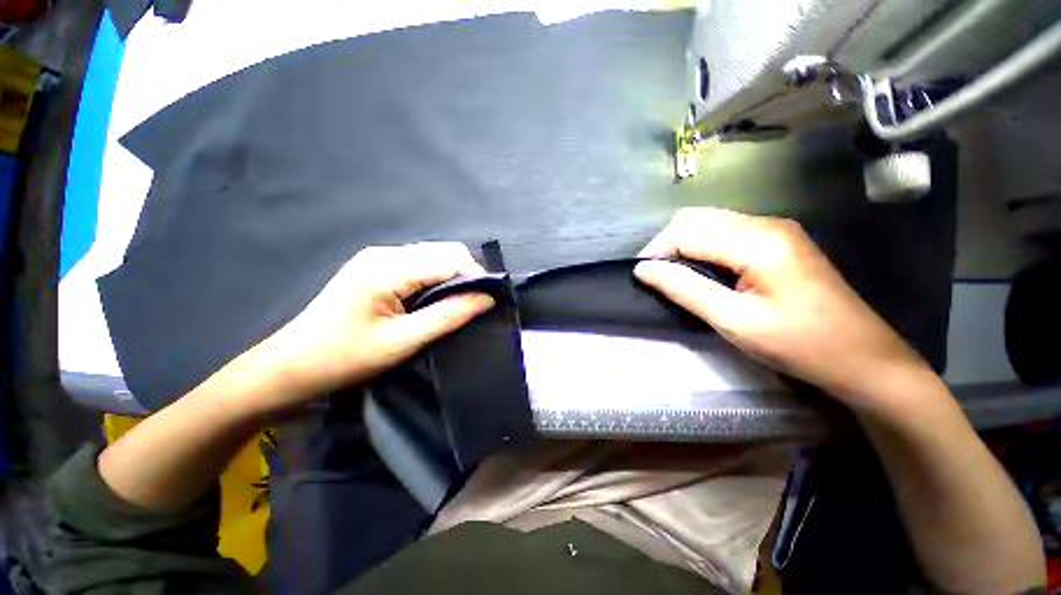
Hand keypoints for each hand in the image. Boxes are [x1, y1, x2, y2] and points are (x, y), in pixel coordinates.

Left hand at [243, 242, 494, 414]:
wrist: (291, 366)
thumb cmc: (344, 358)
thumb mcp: (402, 342)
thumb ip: (448, 316)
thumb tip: (487, 299)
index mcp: (388, 267)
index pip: (449, 258)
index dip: (475, 276)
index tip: (487, 302)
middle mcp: (385, 253)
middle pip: (443, 252)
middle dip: (466, 275)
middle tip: (474, 306)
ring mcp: (379, 258)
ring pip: (434, 257)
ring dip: (453, 278)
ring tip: (458, 305)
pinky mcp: (377, 267)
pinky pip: (420, 265)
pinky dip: (437, 280)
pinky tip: (435, 300)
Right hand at [634, 208, 927, 411]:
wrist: (862, 358)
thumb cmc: (800, 344)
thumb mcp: (734, 321)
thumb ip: (685, 290)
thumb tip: (644, 270)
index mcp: (759, 242)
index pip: (689, 230)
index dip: (658, 250)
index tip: (642, 276)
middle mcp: (767, 224)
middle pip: (698, 218)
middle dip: (667, 243)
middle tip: (656, 276)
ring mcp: (775, 230)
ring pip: (710, 222)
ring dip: (683, 245)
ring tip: (673, 275)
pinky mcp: (778, 241)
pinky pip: (725, 232)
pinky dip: (702, 247)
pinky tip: (701, 271)